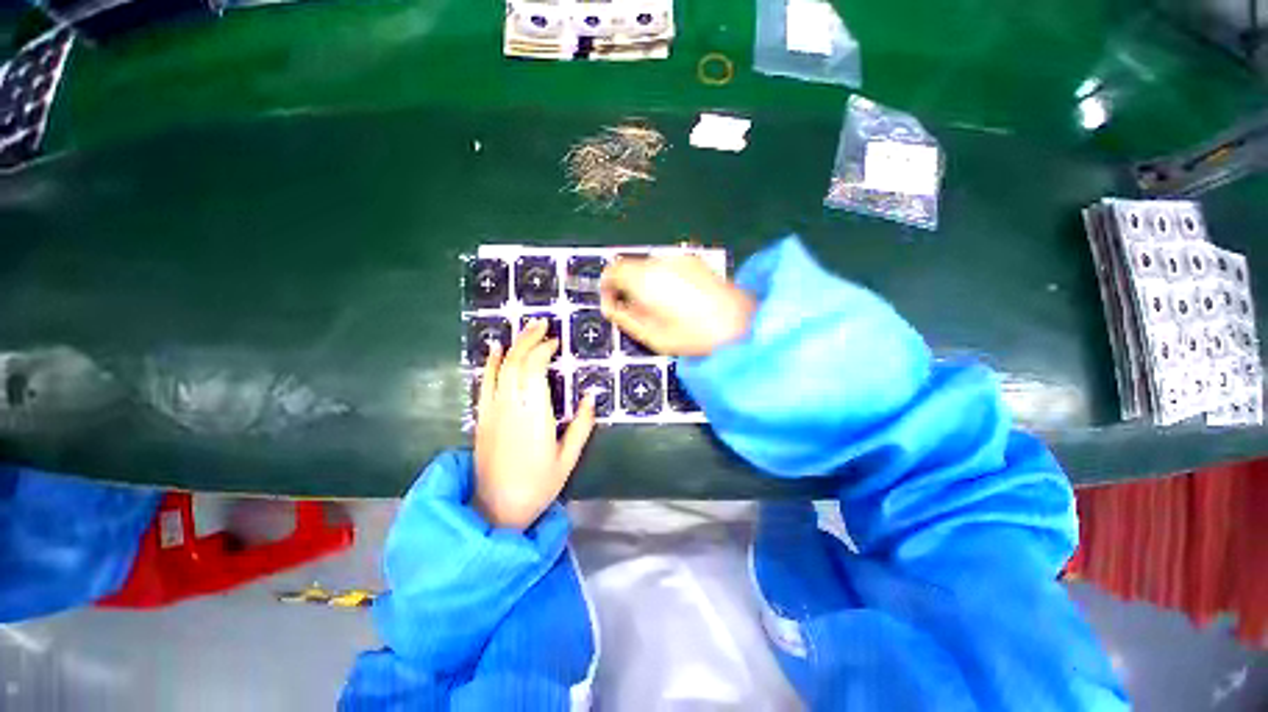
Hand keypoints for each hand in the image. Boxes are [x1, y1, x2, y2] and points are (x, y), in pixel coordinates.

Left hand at [474, 319, 596, 528]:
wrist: (496, 510)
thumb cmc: (538, 485)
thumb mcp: (568, 458)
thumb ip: (582, 425)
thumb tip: (590, 396)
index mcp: (534, 415)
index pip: (535, 369)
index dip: (544, 350)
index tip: (557, 342)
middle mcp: (510, 407)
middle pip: (516, 362)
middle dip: (530, 339)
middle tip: (543, 324)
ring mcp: (492, 411)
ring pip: (500, 368)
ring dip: (513, 345)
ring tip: (527, 329)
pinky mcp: (482, 417)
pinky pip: (485, 383)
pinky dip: (491, 363)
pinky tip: (496, 348)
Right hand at [600, 254, 755, 356]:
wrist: (741, 326)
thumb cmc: (694, 337)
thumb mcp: (652, 336)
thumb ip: (625, 318)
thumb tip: (611, 307)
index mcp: (647, 279)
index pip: (613, 271)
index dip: (606, 286)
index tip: (612, 305)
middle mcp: (662, 262)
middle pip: (631, 266)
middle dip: (627, 286)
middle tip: (636, 311)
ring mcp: (681, 259)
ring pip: (649, 266)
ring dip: (644, 282)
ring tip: (658, 308)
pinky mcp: (696, 261)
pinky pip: (667, 267)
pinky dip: (662, 279)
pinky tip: (676, 300)